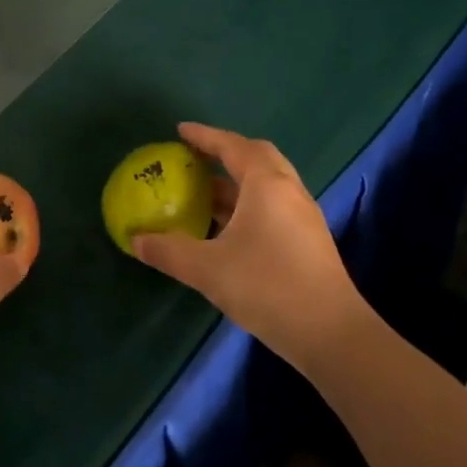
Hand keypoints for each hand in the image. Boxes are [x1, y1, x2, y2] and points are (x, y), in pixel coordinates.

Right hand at [132, 123, 368, 370]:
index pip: (233, 146)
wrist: (331, 334)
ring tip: (204, 193)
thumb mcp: (207, 269)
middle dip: (225, 153)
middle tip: (195, 158)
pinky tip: (227, 229)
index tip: (180, 132)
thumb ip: (168, 251)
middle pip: (257, 157)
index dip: (205, 136)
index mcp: (266, 185)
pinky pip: (273, 207)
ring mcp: (303, 217)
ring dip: (236, 182)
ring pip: (267, 185)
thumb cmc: (267, 287)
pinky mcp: (308, 241)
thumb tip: (135, 241)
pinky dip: (247, 205)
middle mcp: (289, 192)